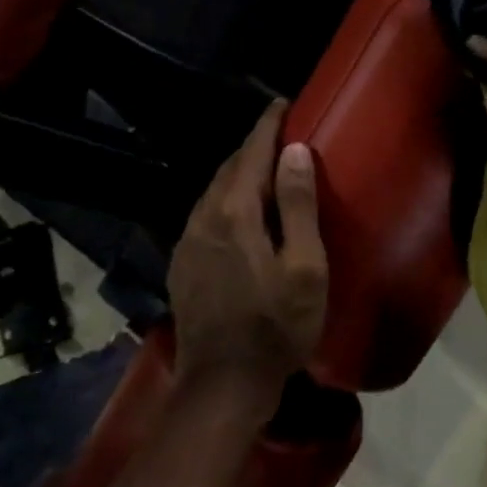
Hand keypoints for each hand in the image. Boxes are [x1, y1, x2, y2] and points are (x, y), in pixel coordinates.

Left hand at [167, 100, 329, 418]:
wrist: (223, 383)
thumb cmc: (277, 327)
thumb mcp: (304, 268)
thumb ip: (297, 206)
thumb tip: (294, 151)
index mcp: (235, 213)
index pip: (252, 153)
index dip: (268, 125)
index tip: (282, 103)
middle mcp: (203, 218)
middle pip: (229, 168)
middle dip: (253, 146)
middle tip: (280, 135)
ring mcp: (187, 242)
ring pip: (213, 192)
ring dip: (238, 174)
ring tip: (262, 168)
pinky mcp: (182, 265)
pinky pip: (204, 215)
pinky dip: (224, 200)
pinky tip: (238, 213)